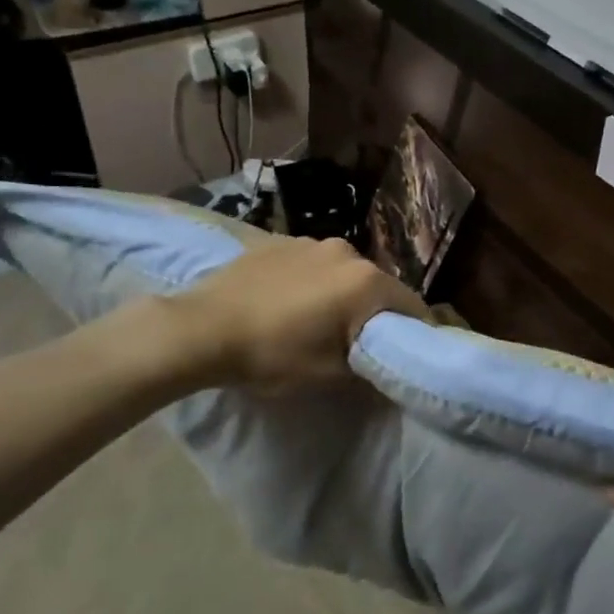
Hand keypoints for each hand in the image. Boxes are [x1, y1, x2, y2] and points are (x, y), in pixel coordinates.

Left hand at [178, 236, 428, 387]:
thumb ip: (367, 366)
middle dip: (373, 312)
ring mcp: (311, 241)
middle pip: (377, 286)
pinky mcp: (280, 239)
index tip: (400, 353)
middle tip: (354, 341)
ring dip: (340, 293)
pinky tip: (286, 302)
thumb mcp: (328, 374)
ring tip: (314, 319)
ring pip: (343, 272)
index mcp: (366, 282)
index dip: (411, 332)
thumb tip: (383, 363)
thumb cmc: (271, 354)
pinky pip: (312, 263)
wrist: (201, 328)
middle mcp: (347, 251)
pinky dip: (311, 281)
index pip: (411, 306)